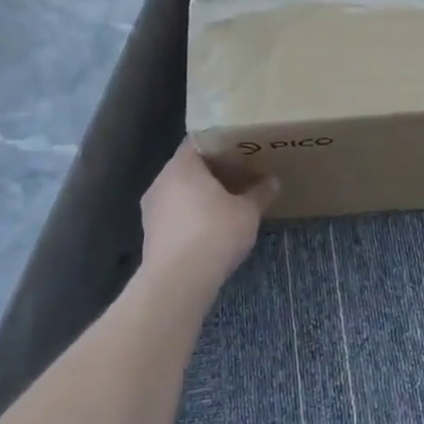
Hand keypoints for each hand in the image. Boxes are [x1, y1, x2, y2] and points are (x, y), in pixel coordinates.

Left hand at [139, 142, 280, 296]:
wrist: (177, 282)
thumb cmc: (214, 234)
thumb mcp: (247, 213)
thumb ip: (260, 194)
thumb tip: (273, 182)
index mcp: (182, 165)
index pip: (199, 141)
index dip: (220, 143)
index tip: (239, 149)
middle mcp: (161, 180)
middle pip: (188, 167)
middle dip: (212, 172)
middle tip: (238, 175)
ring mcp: (151, 208)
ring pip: (179, 192)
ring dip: (199, 196)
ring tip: (225, 204)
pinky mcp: (150, 234)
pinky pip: (173, 214)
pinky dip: (189, 217)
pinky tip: (208, 230)